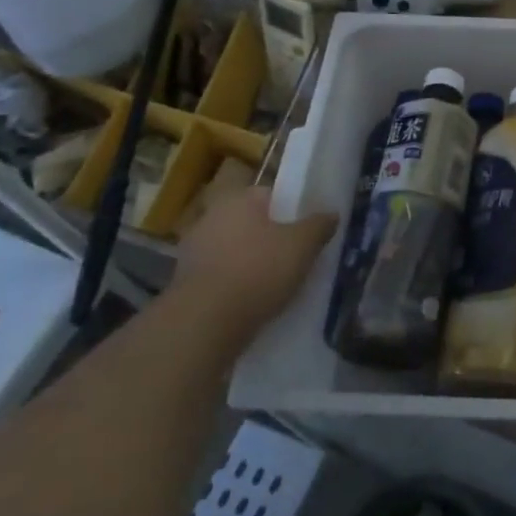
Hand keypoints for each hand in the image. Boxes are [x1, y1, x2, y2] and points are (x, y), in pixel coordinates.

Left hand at [171, 186, 336, 335]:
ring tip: (277, 282)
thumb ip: (319, 225)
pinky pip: (221, 274)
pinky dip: (236, 282)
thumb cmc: (259, 270)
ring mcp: (193, 249)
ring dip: (251, 260)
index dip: (290, 210)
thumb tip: (331, 213)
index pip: (269, 194)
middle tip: (295, 256)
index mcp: (238, 199)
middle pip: (250, 222)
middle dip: (270, 236)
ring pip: (234, 248)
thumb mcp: (303, 245)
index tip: (305, 230)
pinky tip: (253, 299)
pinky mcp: (184, 281)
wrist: (205, 322)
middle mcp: (210, 216)